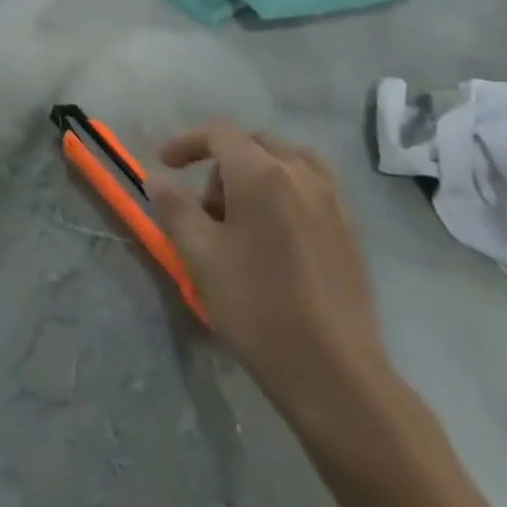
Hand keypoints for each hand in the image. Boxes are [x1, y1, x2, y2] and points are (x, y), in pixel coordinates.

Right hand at [149, 123, 393, 428]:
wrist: (334, 372)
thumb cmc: (257, 307)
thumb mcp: (200, 255)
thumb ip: (175, 207)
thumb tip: (157, 177)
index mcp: (262, 174)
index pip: (220, 134)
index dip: (187, 142)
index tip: (165, 163)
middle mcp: (301, 174)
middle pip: (254, 143)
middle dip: (221, 162)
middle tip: (204, 206)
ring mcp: (332, 200)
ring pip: (286, 161)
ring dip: (255, 173)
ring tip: (240, 218)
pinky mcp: (349, 229)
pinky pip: (310, 186)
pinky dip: (283, 191)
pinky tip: (273, 237)